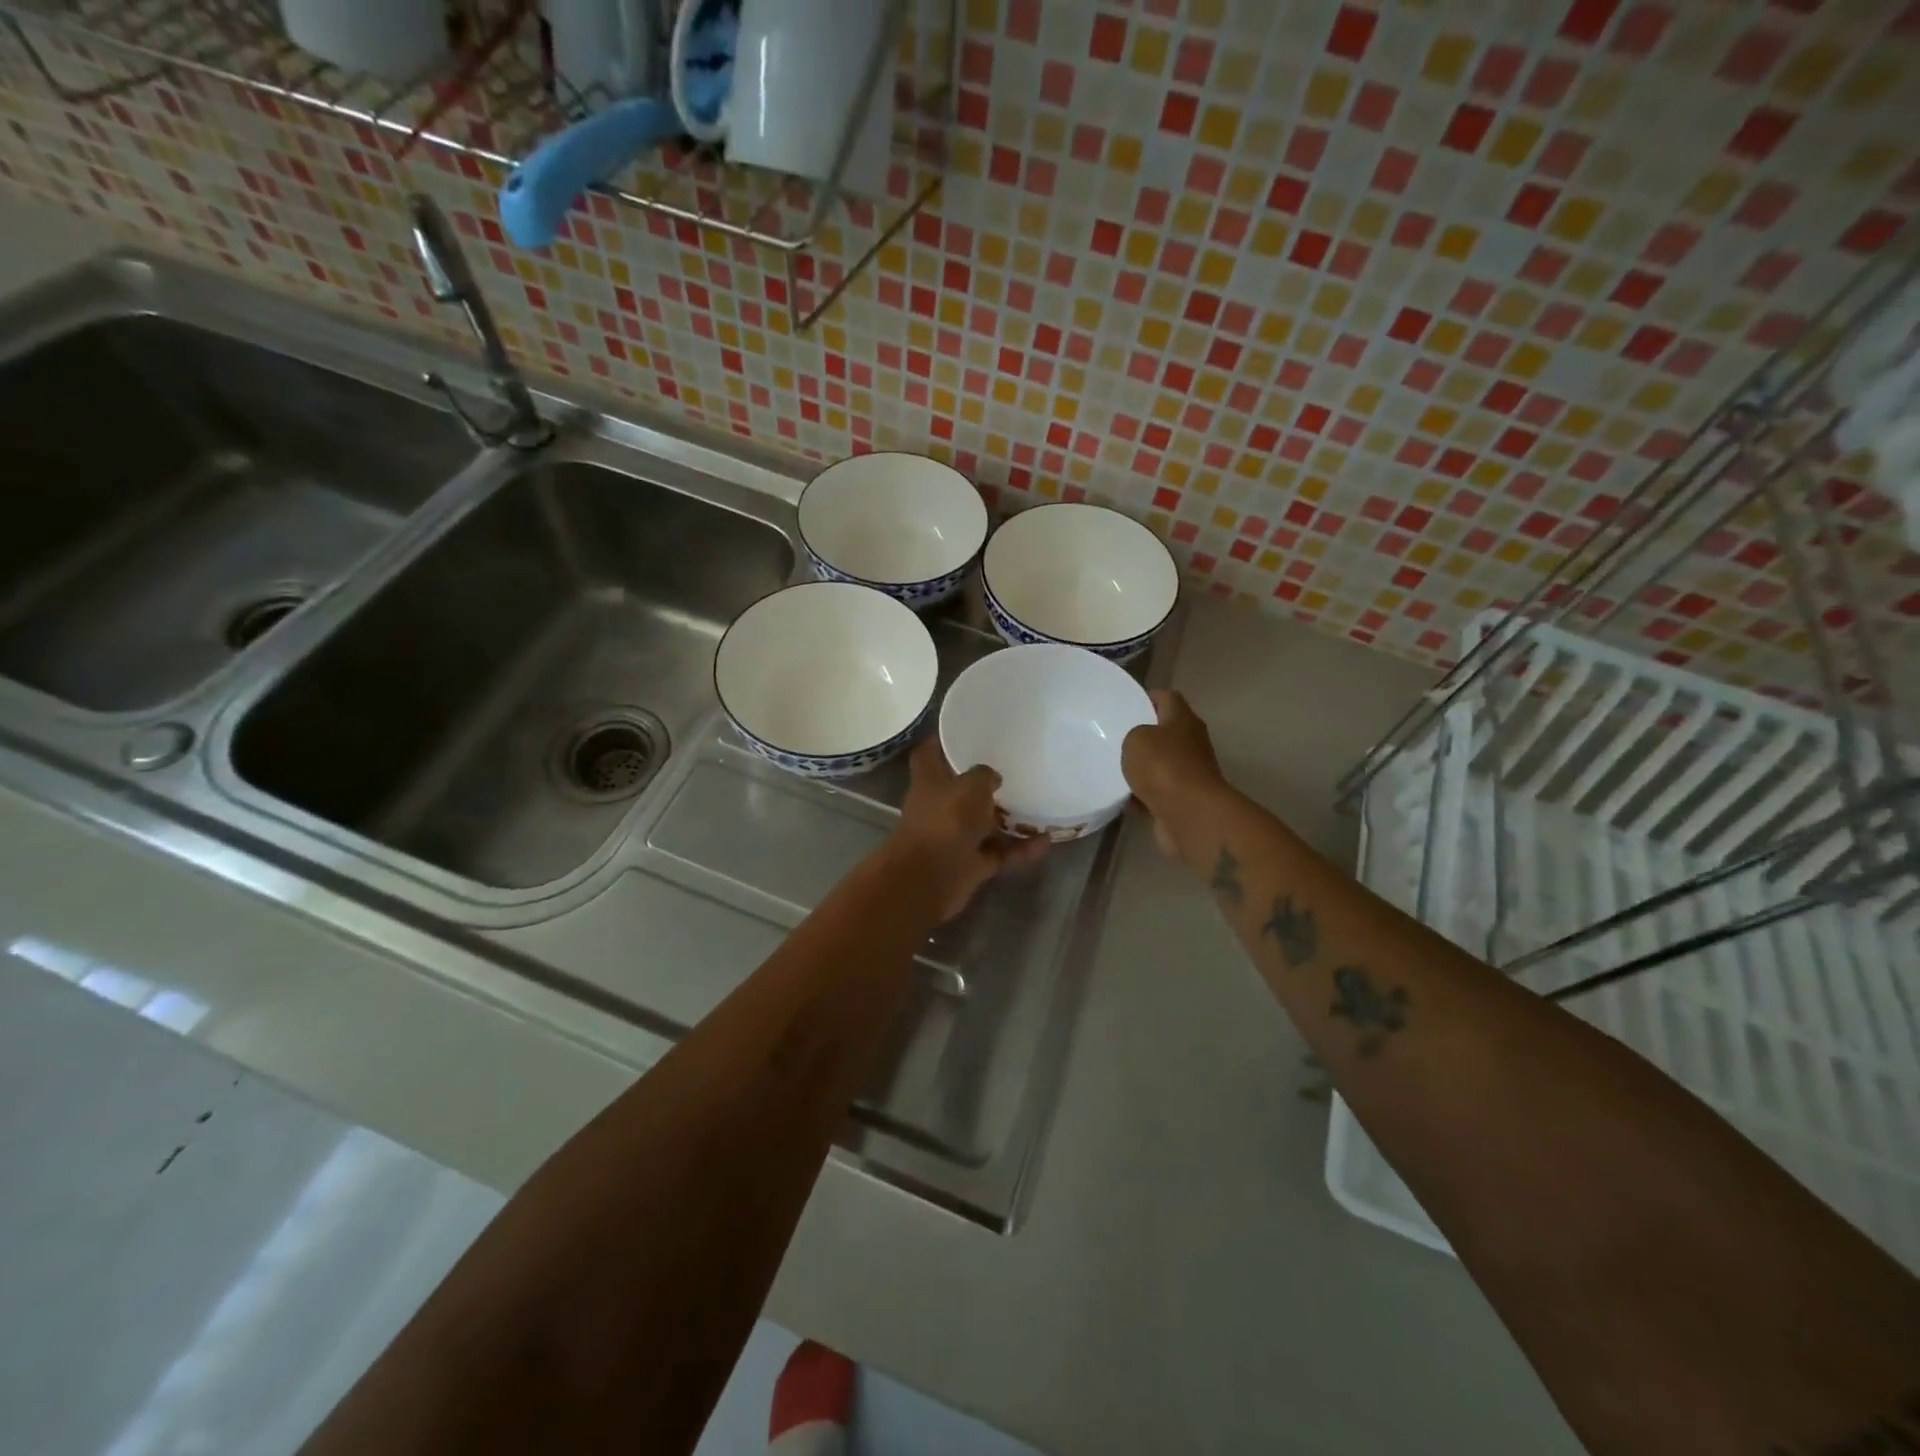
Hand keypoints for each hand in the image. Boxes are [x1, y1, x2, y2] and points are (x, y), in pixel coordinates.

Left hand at [889, 738, 1047, 921]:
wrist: (930, 879)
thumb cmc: (946, 820)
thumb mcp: (971, 786)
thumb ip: (984, 775)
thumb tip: (992, 777)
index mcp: (930, 780)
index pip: (929, 753)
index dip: (941, 741)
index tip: (964, 732)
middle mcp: (939, 807)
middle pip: (960, 790)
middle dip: (983, 782)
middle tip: (1014, 768)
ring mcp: (954, 837)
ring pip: (983, 824)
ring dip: (1008, 819)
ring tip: (1039, 806)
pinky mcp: (969, 864)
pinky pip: (999, 852)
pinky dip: (1020, 849)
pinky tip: (1046, 842)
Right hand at [1122, 689, 1225, 859]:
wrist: (1190, 815)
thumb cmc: (1163, 767)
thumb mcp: (1136, 739)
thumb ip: (1133, 736)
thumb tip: (1139, 745)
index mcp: (1183, 719)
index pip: (1167, 697)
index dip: (1148, 696)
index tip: (1125, 703)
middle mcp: (1190, 743)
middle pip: (1164, 732)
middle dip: (1142, 735)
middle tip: (1113, 737)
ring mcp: (1189, 773)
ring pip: (1159, 764)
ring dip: (1141, 768)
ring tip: (1112, 769)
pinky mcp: (1182, 800)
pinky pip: (1157, 792)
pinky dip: (1142, 796)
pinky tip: (1122, 799)